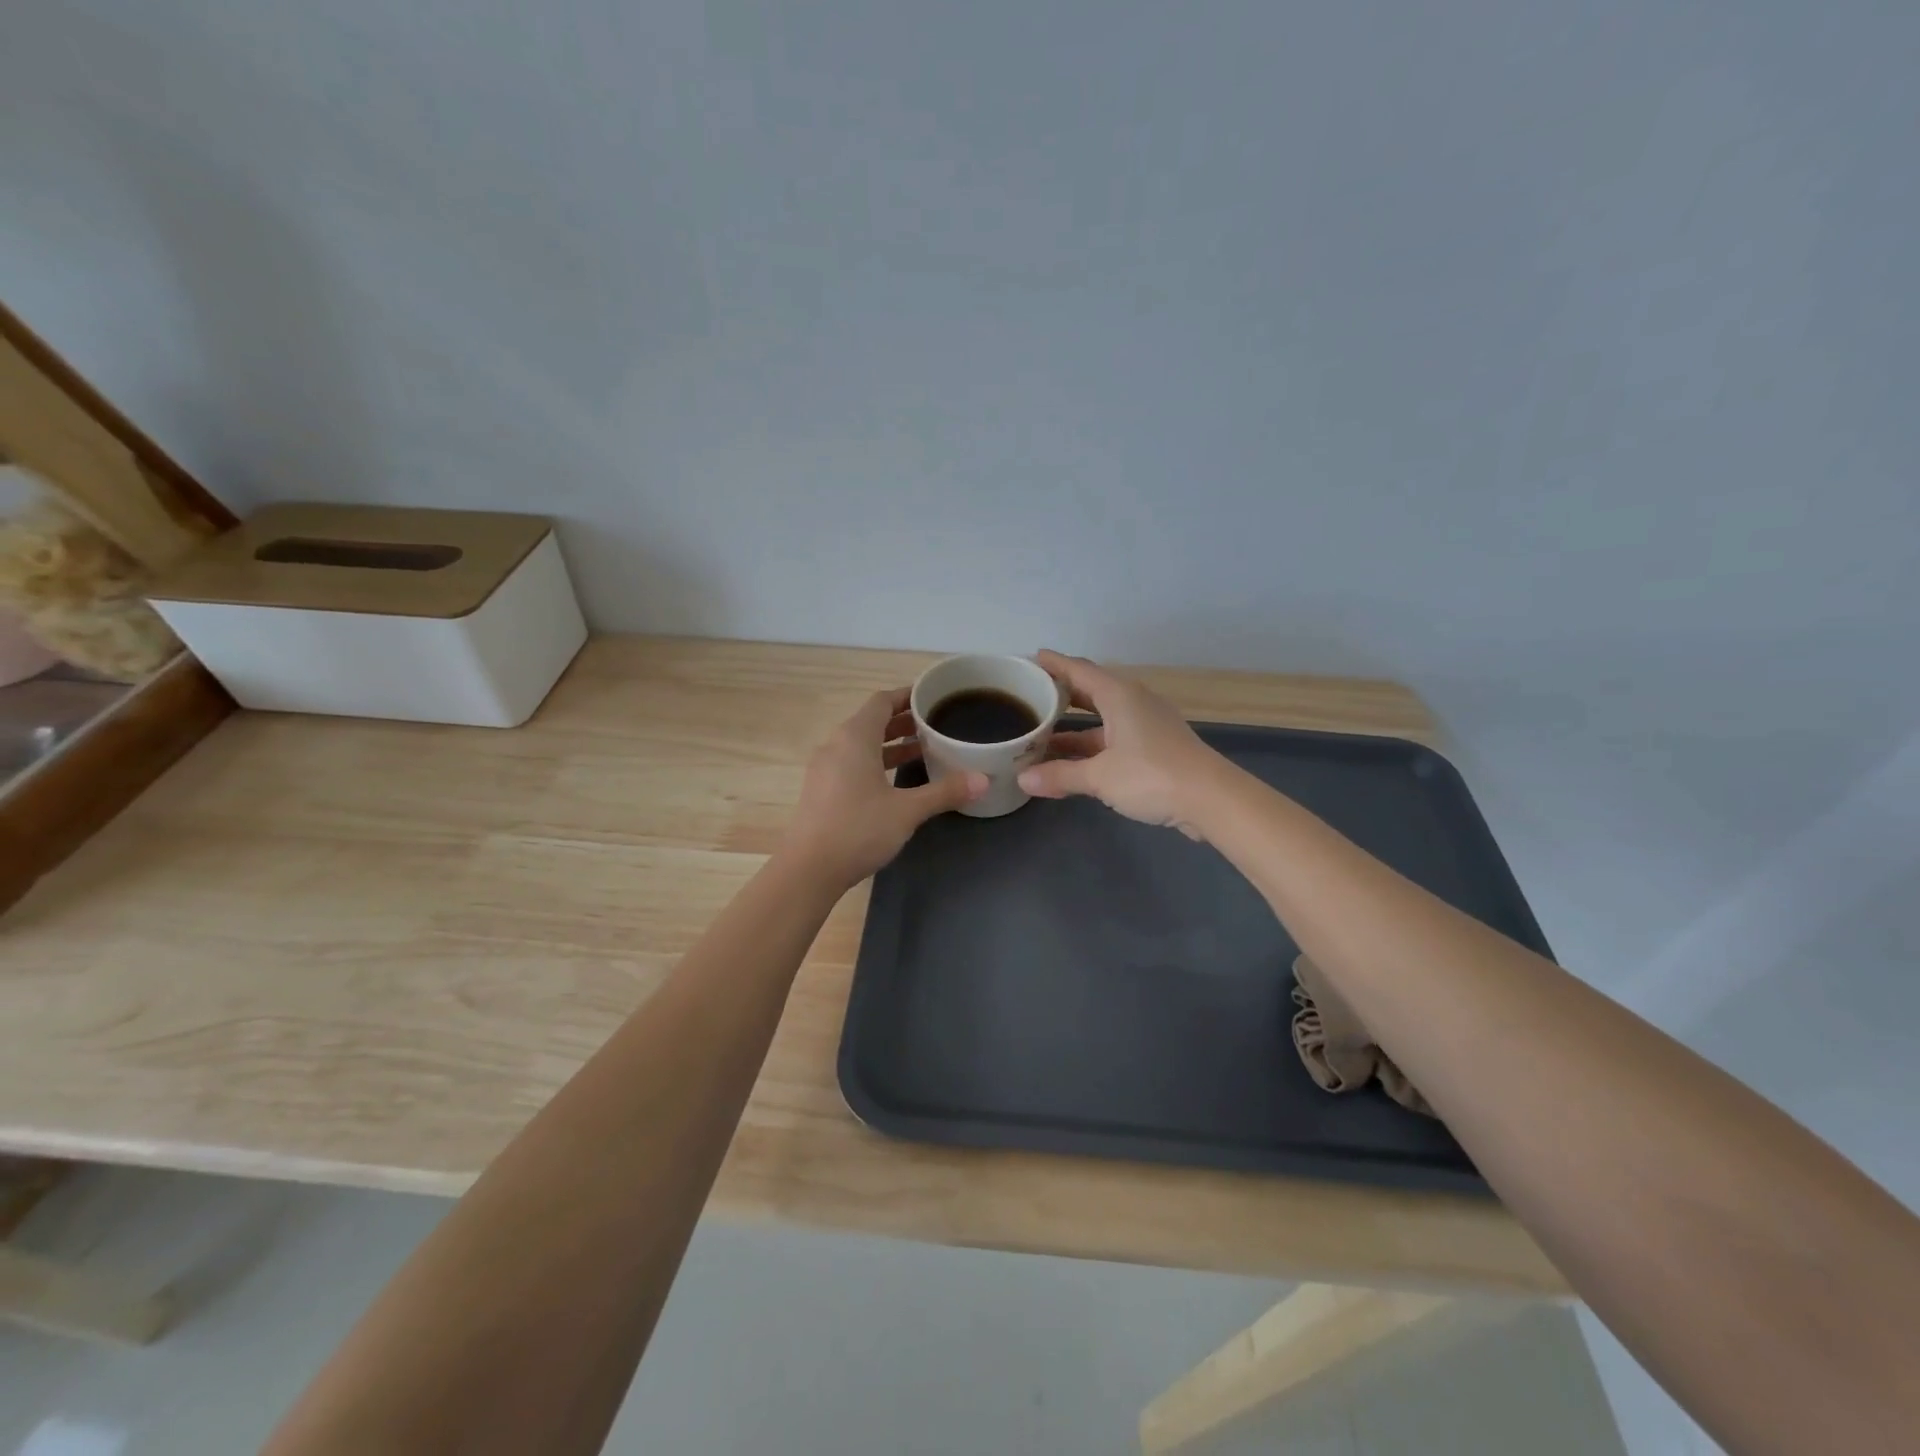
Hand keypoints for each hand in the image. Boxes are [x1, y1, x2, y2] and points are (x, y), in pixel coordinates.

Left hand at [782, 687, 985, 887]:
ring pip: (862, 744)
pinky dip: (877, 762)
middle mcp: (836, 745)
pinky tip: (898, 780)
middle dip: (903, 721)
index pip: (882, 701)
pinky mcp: (822, 790)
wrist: (808, 869)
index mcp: (854, 738)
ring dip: (891, 743)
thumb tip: (983, 780)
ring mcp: (825, 768)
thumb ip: (944, 792)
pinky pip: (853, 763)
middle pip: (871, 721)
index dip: (907, 696)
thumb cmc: (858, 829)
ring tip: (924, 749)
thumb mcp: (907, 810)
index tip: (932, 697)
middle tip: (936, 724)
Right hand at [1018, 650, 1226, 837]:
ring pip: (1101, 719)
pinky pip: (1113, 737)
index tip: (1029, 659)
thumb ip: (1060, 775)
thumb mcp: (1099, 776)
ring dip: (1073, 727)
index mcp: (1118, 695)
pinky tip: (1072, 760)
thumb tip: (1022, 779)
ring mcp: (1146, 724)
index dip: (1053, 664)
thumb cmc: (1151, 775)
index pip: (1078, 670)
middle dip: (1060, 694)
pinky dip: (1091, 744)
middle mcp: (1132, 702)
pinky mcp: (1155, 746)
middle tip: (1030, 697)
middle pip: (1089, 691)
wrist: (1211, 798)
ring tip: (1041, 733)